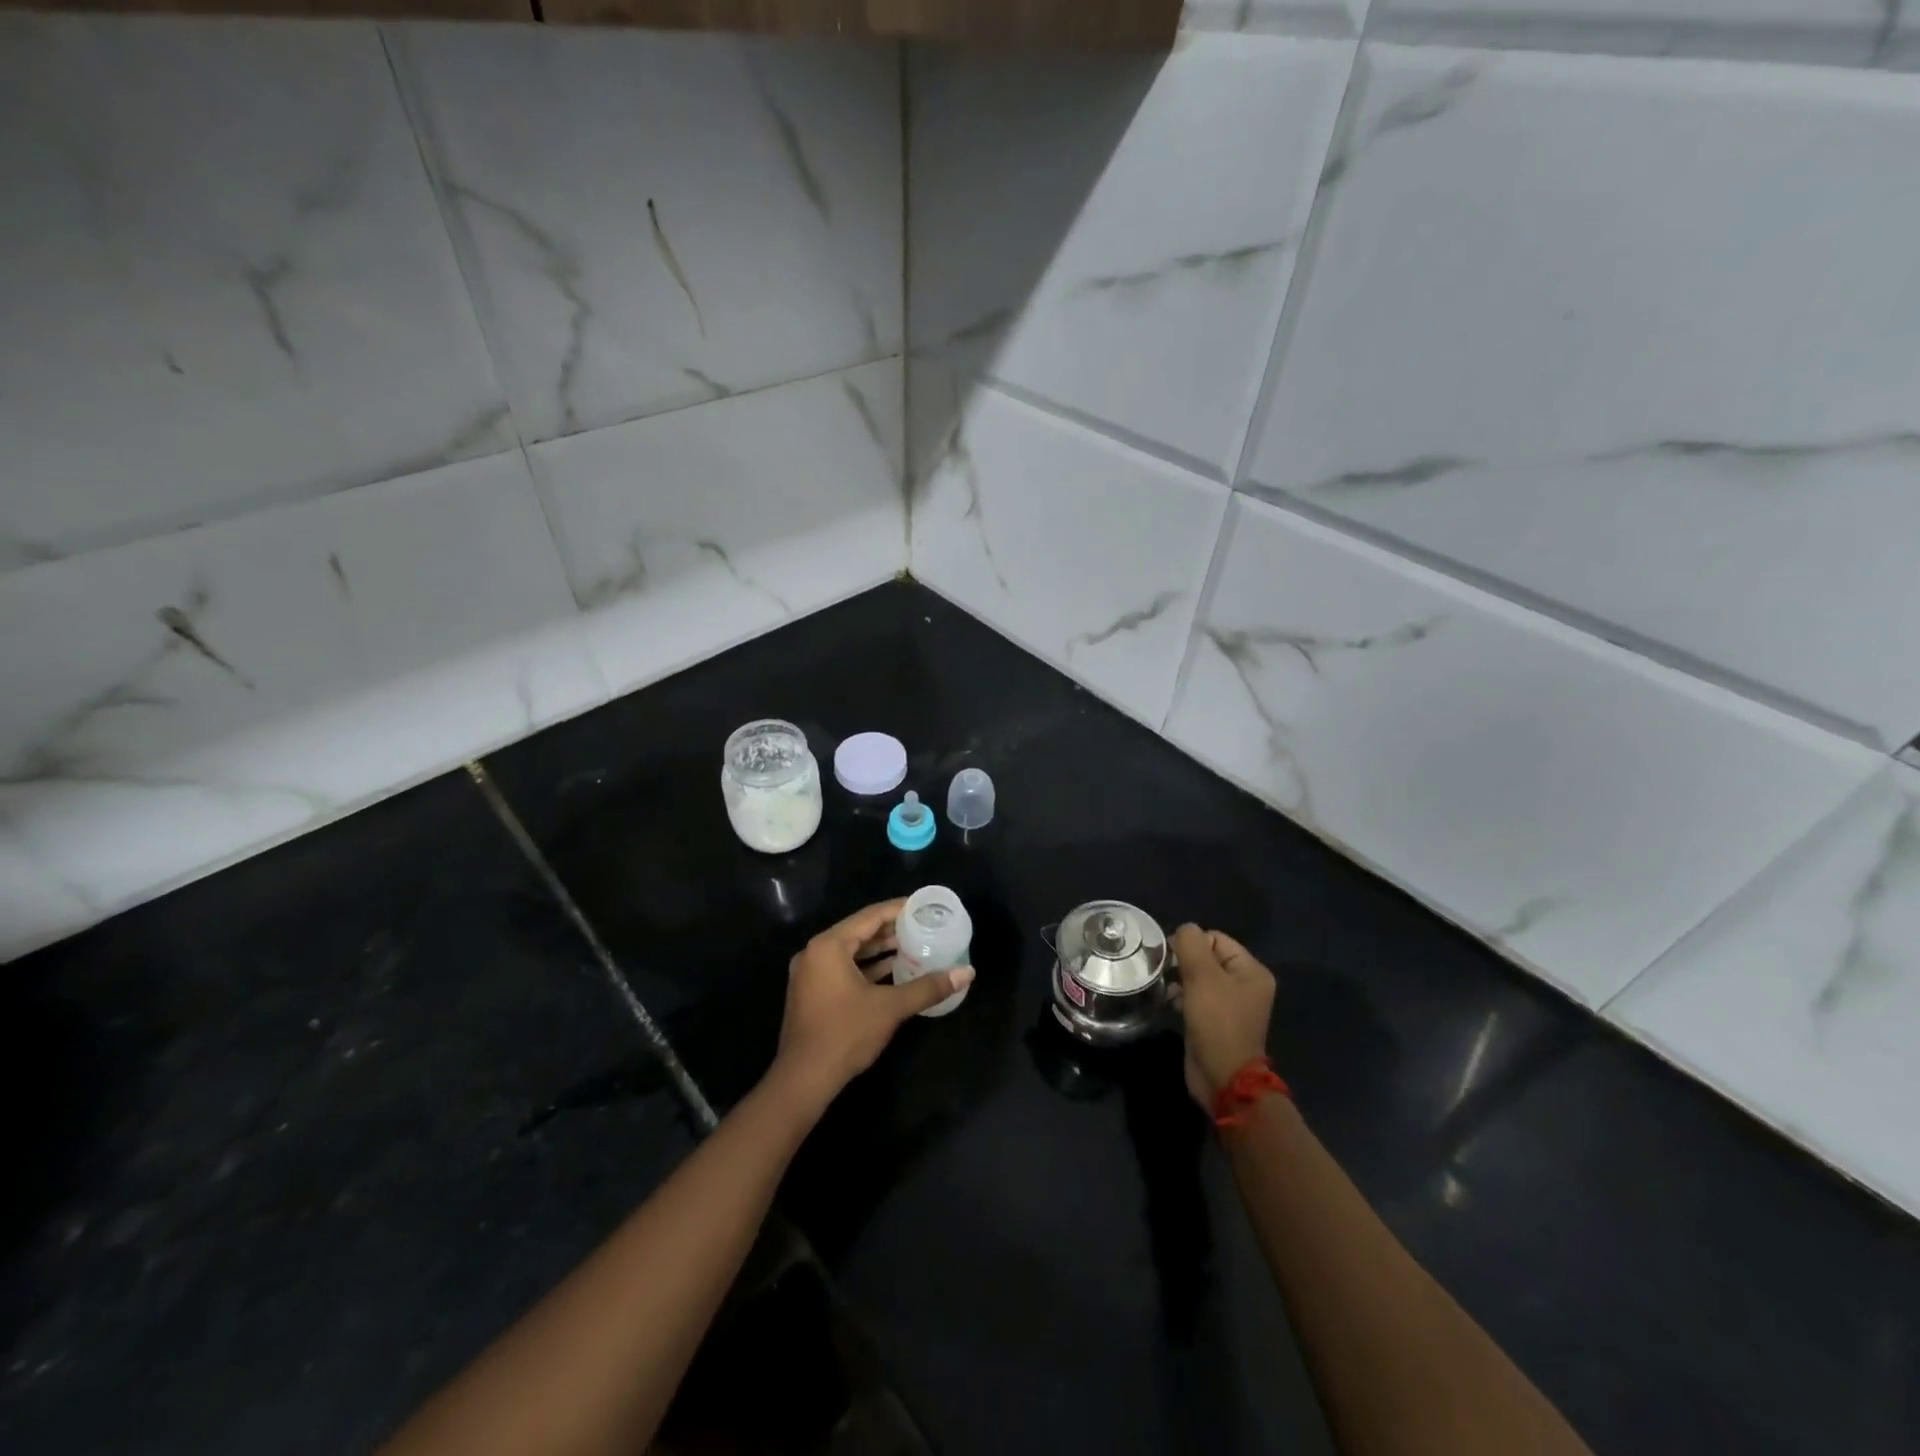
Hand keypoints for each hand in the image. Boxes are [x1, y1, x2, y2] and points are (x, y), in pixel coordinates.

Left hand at [769, 899, 975, 1113]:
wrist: (803, 1080)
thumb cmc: (845, 1034)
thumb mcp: (890, 1007)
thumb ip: (928, 987)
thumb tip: (967, 973)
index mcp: (829, 945)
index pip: (870, 916)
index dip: (899, 909)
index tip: (924, 906)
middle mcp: (815, 952)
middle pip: (860, 932)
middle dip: (892, 930)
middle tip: (924, 927)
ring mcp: (811, 974)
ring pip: (851, 952)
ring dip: (881, 950)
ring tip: (915, 946)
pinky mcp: (813, 993)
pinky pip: (844, 969)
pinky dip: (868, 968)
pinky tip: (893, 971)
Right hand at [1172, 925, 1275, 1107]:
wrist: (1222, 1077)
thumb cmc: (1216, 1021)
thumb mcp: (1203, 976)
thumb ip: (1191, 944)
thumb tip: (1184, 930)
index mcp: (1251, 970)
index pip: (1215, 938)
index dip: (1191, 943)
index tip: (1170, 956)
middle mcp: (1245, 984)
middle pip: (1207, 957)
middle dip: (1184, 961)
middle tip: (1165, 971)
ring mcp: (1231, 1004)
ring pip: (1199, 977)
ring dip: (1180, 978)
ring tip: (1165, 987)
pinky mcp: (1215, 1020)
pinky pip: (1196, 997)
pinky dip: (1182, 996)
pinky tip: (1169, 1002)